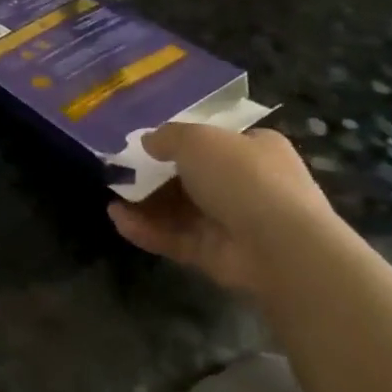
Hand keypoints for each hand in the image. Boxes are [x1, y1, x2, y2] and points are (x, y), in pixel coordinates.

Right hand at [108, 124, 336, 295]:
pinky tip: (118, 219)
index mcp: (256, 149)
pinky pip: (176, 238)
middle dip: (156, 175)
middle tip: (121, 171)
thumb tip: (148, 142)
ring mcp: (232, 223)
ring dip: (145, 203)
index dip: (182, 141)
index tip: (149, 144)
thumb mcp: (197, 139)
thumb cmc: (242, 176)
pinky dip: (147, 229)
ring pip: (180, 210)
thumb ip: (167, 137)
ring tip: (111, 195)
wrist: (280, 246)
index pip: (217, 141)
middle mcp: (247, 185)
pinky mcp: (216, 255)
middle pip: (192, 177)